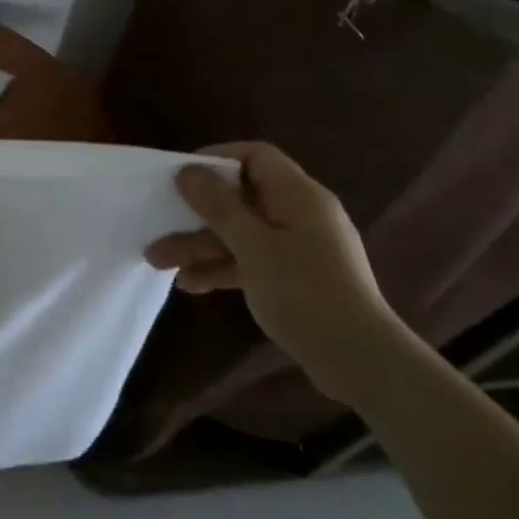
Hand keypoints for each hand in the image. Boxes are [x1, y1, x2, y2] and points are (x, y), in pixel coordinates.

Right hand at [146, 141, 403, 401]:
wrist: (361, 362)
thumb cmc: (305, 292)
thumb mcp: (253, 246)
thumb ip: (219, 205)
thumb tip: (189, 169)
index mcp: (298, 196)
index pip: (256, 156)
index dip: (217, 158)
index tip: (182, 175)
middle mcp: (300, 214)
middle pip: (240, 198)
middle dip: (196, 214)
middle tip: (158, 225)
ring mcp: (299, 248)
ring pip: (240, 233)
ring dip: (200, 245)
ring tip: (159, 262)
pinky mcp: (296, 278)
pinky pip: (250, 260)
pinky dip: (221, 267)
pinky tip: (190, 285)